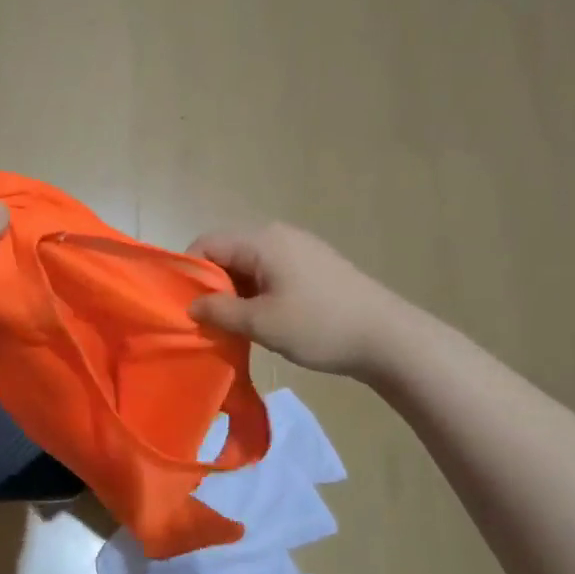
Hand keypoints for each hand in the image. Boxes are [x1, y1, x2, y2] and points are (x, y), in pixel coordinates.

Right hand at [187, 223, 400, 379]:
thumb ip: (220, 312)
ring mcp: (299, 248)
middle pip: (227, 252)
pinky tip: (263, 320)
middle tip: (208, 320)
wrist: (388, 338)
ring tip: (234, 325)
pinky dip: (257, 292)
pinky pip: (270, 272)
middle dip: (211, 285)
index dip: (189, 273)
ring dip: (235, 292)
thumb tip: (192, 306)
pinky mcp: (313, 266)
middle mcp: (278, 235)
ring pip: (248, 264)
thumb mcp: (262, 324)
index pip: (207, 244)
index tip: (186, 307)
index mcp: (262, 241)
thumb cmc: (319, 326)